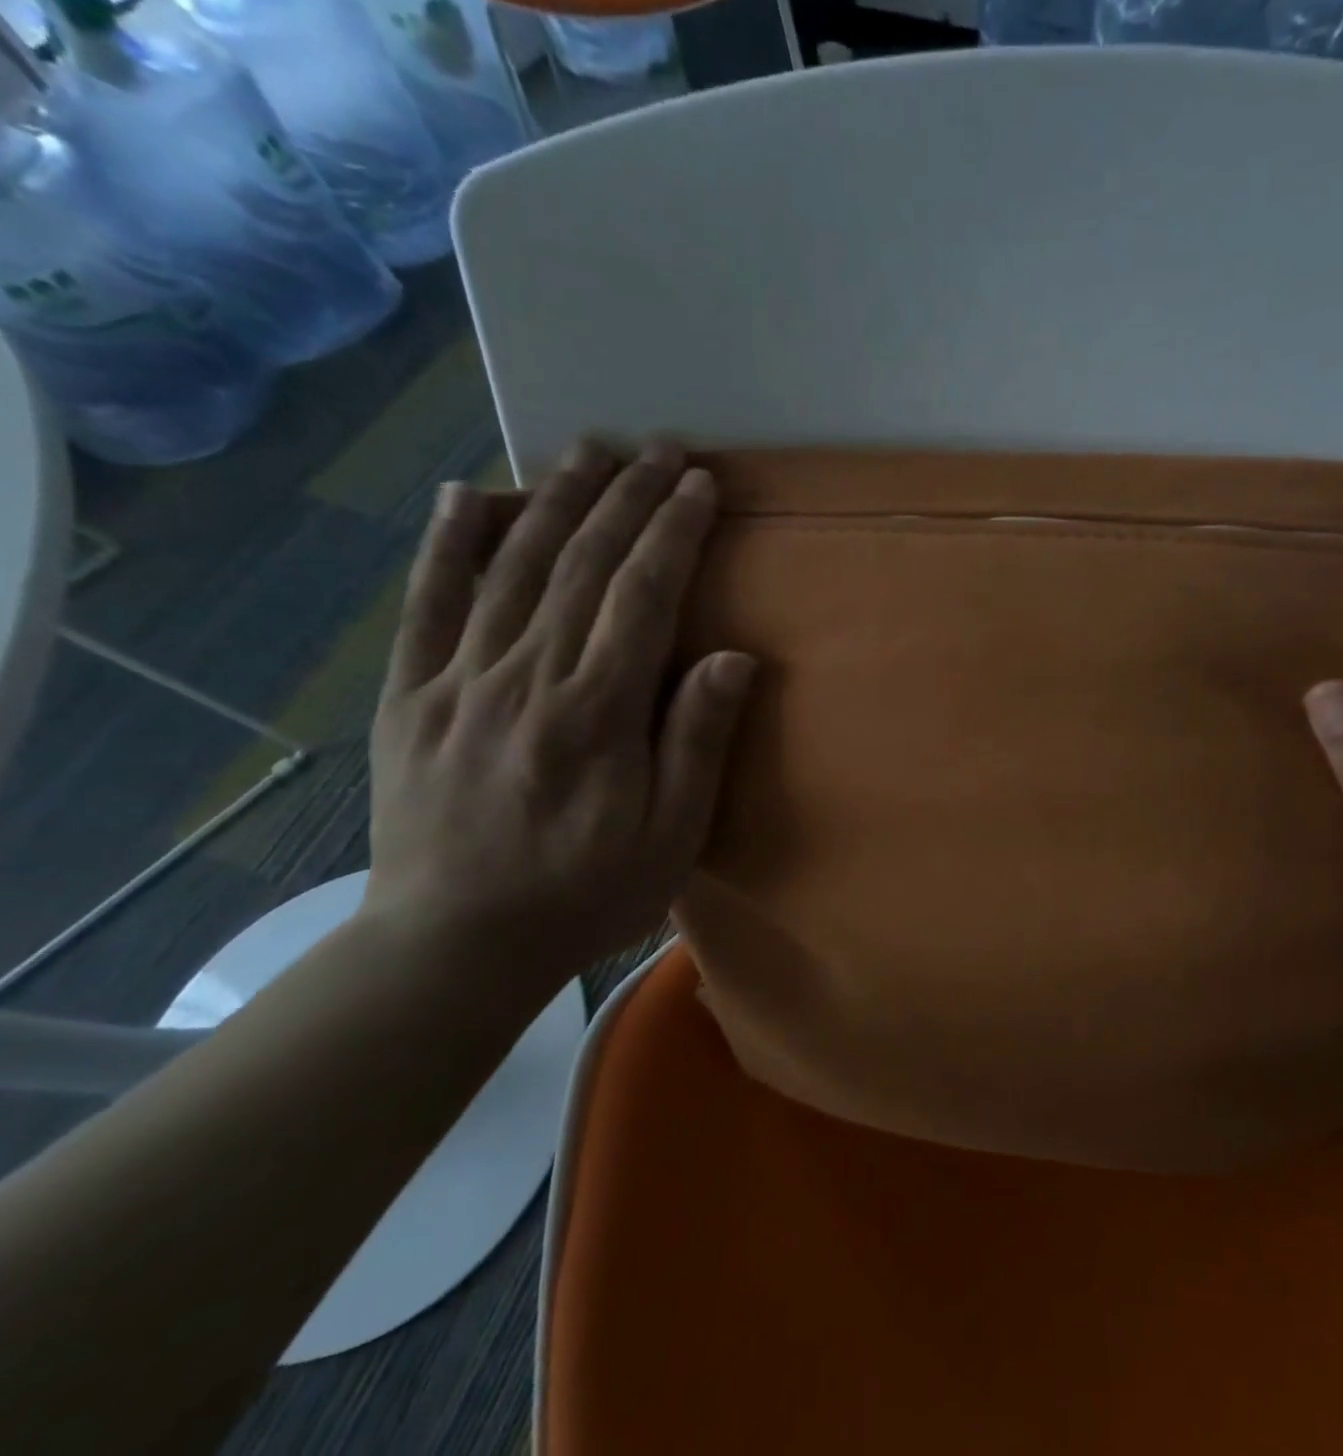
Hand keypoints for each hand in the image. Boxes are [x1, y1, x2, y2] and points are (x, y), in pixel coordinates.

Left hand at [362, 439, 753, 989]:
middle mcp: (526, 677)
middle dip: (627, 498)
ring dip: (555, 500)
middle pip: (582, 565)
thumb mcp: (671, 837)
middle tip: (660, 449)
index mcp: (597, 713)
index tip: (700, 485)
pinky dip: (448, 543)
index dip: (675, 532)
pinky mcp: (412, 695)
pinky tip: (470, 494)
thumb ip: (697, 741)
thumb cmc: (583, 894)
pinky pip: (428, 603)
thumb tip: (732, 658)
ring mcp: (460, 680)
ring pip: (512, 568)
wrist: (454, 945)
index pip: (643, 596)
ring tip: (588, 451)